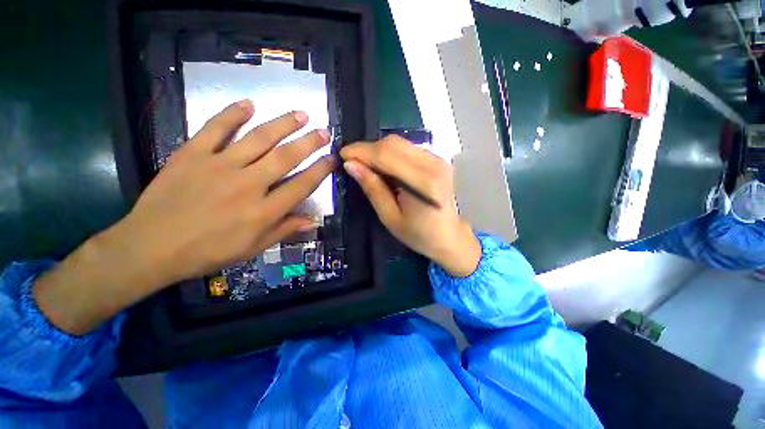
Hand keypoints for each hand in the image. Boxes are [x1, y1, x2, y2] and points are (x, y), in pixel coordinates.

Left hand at [34, 100, 334, 333]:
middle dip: (309, 143)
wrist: (151, 247)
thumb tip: (314, 220)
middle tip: (323, 132)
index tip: (332, 159)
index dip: (320, 171)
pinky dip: (232, 113)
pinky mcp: (192, 154)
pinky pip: (215, 128)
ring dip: (282, 124)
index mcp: (263, 211)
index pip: (302, 185)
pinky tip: (248, 103)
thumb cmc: (208, 252)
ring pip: (258, 139)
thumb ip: (285, 230)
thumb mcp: (253, 247)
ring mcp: (219, 166)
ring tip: (300, 114)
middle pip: (285, 158)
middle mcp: (247, 185)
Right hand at [341, 136, 479, 277]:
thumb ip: (373, 189)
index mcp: (424, 183)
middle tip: (352, 162)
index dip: (361, 151)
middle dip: (368, 149)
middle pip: (393, 143)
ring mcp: (438, 159)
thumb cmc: (419, 234)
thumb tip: (351, 165)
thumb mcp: (390, 217)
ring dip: (378, 150)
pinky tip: (383, 166)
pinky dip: (390, 153)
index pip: (386, 155)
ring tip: (365, 164)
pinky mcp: (438, 159)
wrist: (448, 236)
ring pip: (400, 143)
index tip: (342, 155)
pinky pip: (408, 148)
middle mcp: (434, 164)